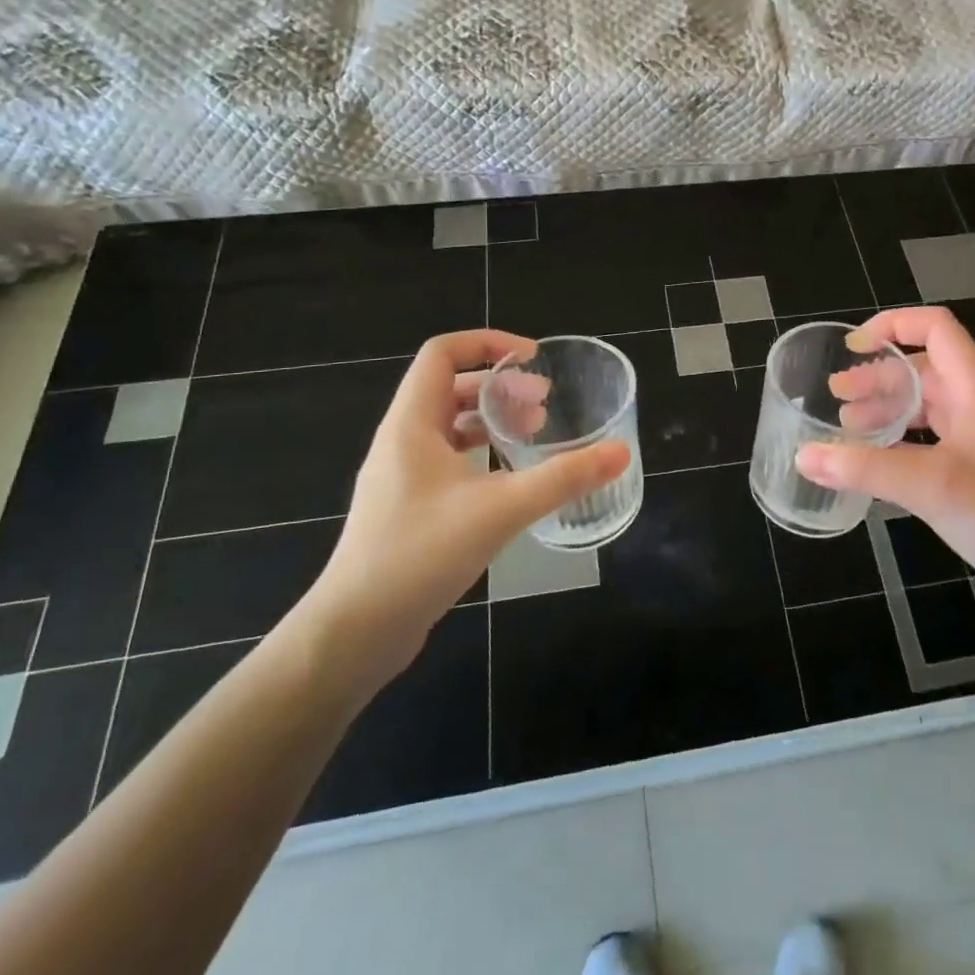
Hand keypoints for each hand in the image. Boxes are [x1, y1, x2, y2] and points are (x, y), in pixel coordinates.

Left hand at [298, 330, 629, 687]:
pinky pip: (446, 461)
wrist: (354, 632)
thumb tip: (619, 453)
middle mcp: (401, 441)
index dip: (488, 343)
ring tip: (533, 436)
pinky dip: (480, 455)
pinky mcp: (406, 509)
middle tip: (544, 404)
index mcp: (412, 424)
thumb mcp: (501, 510)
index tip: (533, 358)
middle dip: (500, 386)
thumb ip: (562, 478)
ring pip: (449, 427)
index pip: (442, 353)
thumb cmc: (420, 554)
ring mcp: (400, 477)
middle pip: (450, 388)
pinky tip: (509, 481)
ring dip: (491, 420)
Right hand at [800, 307, 974, 631]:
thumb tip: (803, 456)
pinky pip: (922, 445)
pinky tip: (868, 463)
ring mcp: (974, 444)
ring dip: (883, 409)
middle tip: (835, 394)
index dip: (895, 325)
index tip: (853, 346)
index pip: (937, 330)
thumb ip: (865, 469)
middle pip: (922, 370)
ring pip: (921, 409)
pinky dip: (892, 444)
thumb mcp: (931, 486)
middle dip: (876, 375)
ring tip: (844, 425)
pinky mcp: (968, 477)